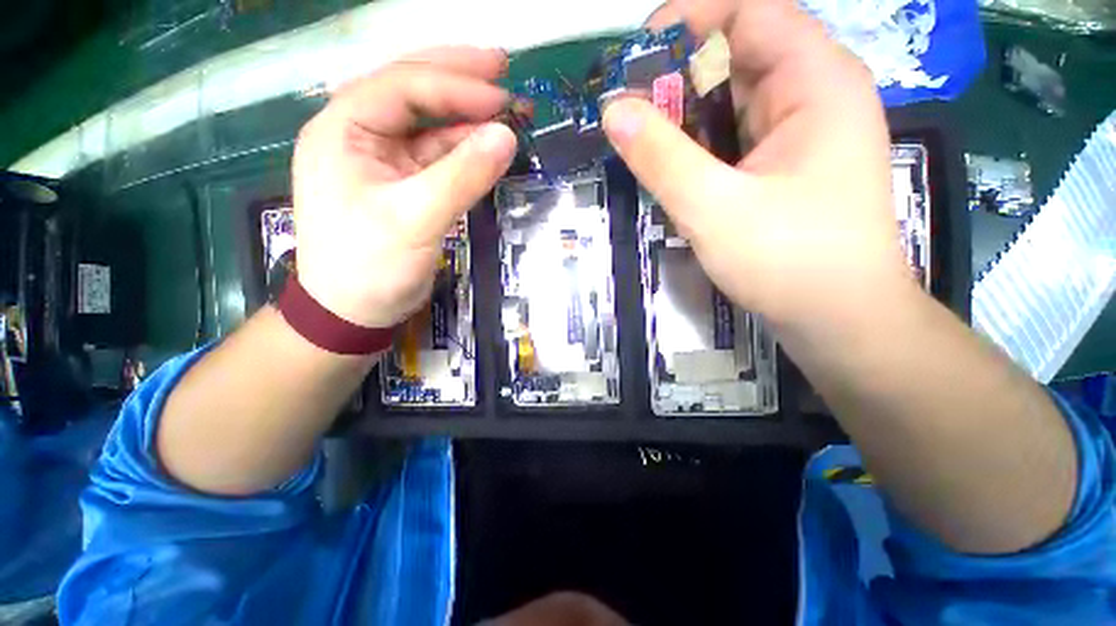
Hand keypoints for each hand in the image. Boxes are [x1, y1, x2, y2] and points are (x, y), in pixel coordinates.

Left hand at [292, 47, 516, 327]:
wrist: (353, 312)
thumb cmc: (370, 267)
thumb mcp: (416, 219)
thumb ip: (462, 176)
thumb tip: (507, 136)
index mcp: (343, 128)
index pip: (404, 85)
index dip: (456, 86)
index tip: (504, 95)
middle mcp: (359, 133)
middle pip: (412, 90)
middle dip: (458, 78)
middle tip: (502, 66)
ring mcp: (382, 159)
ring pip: (429, 124)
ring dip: (468, 117)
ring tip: (507, 111)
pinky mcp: (403, 183)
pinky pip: (437, 156)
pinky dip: (464, 150)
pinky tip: (488, 147)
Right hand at [608, 0, 908, 329]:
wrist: (838, 319)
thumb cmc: (788, 262)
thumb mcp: (713, 208)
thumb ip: (661, 157)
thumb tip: (612, 111)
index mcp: (815, 81)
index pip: (750, 11)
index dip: (689, 19)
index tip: (635, 56)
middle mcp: (813, 94)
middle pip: (738, 55)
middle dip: (678, 76)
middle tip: (627, 112)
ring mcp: (800, 132)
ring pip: (733, 99)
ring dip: (685, 115)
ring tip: (642, 142)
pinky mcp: (785, 165)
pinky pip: (735, 136)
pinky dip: (700, 144)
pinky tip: (674, 167)